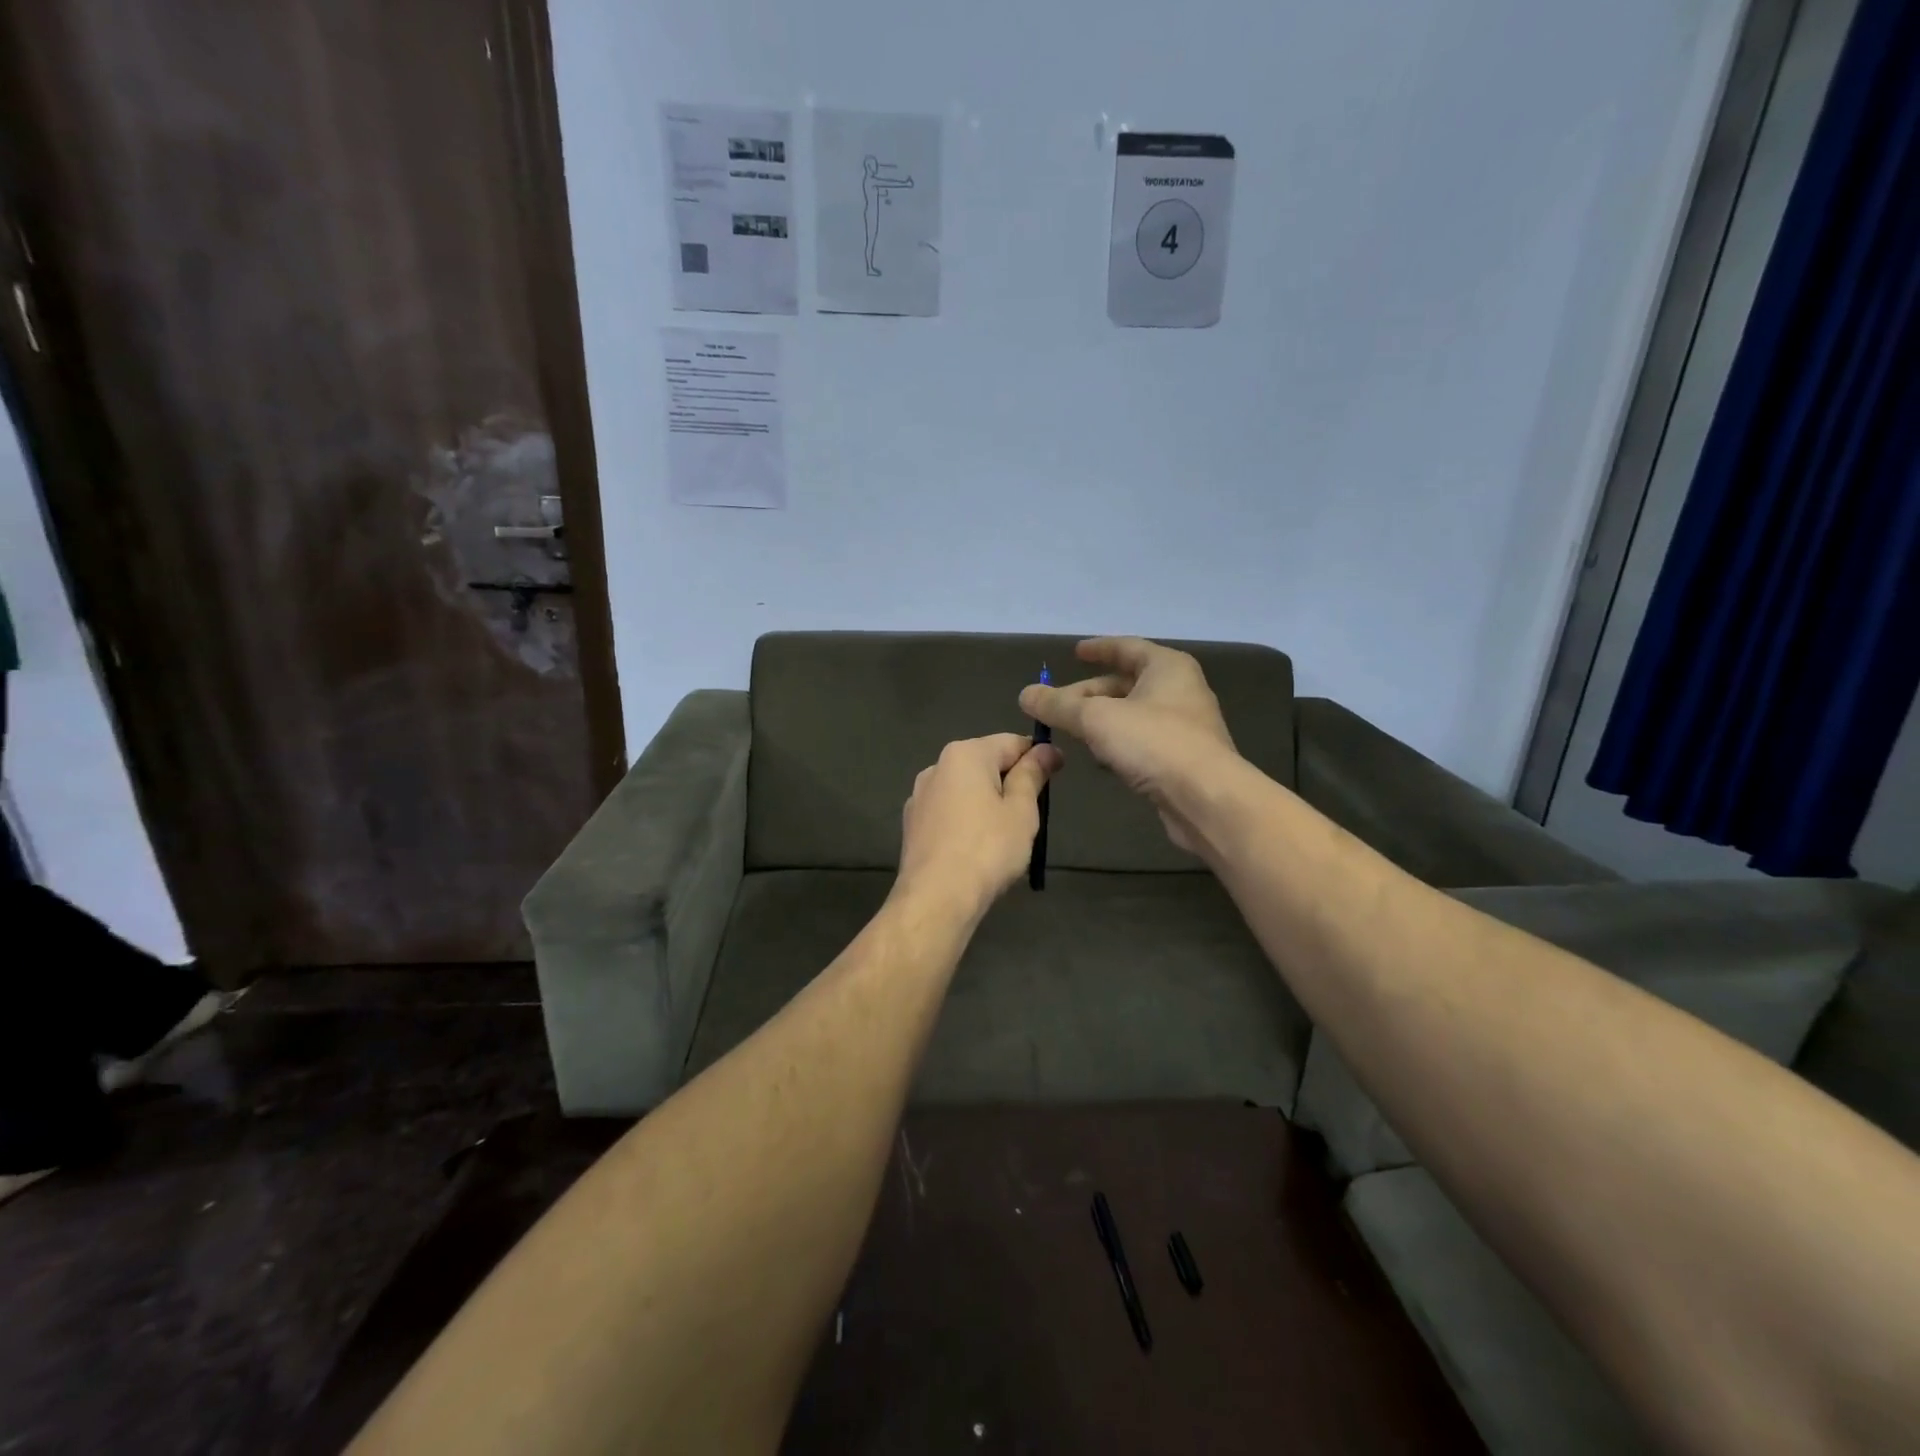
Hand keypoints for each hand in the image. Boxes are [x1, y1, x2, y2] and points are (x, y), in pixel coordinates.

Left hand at [897, 733, 1062, 916]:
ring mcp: (919, 796)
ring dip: (987, 801)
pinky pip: (948, 812)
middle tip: (1032, 812)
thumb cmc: (987, 849)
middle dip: (1010, 780)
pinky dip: (966, 820)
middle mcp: (936, 766)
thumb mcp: (1021, 810)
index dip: (1038, 756)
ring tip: (1005, 834)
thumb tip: (1046, 750)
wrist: (936, 897)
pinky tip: (976, 847)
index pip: (1011, 742)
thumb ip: (1032, 775)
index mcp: (965, 754)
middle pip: (985, 763)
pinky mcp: (912, 824)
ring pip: (965, 789)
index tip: (1058, 774)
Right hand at [1018, 637, 1237, 853]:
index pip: (1127, 648)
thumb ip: (1058, 705)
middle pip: (1126, 684)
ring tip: (1071, 732)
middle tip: (1057, 705)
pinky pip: (1142, 742)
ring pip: (1132, 715)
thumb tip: (1026, 694)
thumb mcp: (1096, 718)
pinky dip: (1118, 744)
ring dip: (1102, 721)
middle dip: (1089, 694)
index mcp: (1167, 667)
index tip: (1075, 653)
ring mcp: (1185, 726)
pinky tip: (1099, 759)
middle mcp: (1180, 690)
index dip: (1098, 649)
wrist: (1206, 798)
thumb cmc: (1154, 743)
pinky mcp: (1182, 759)